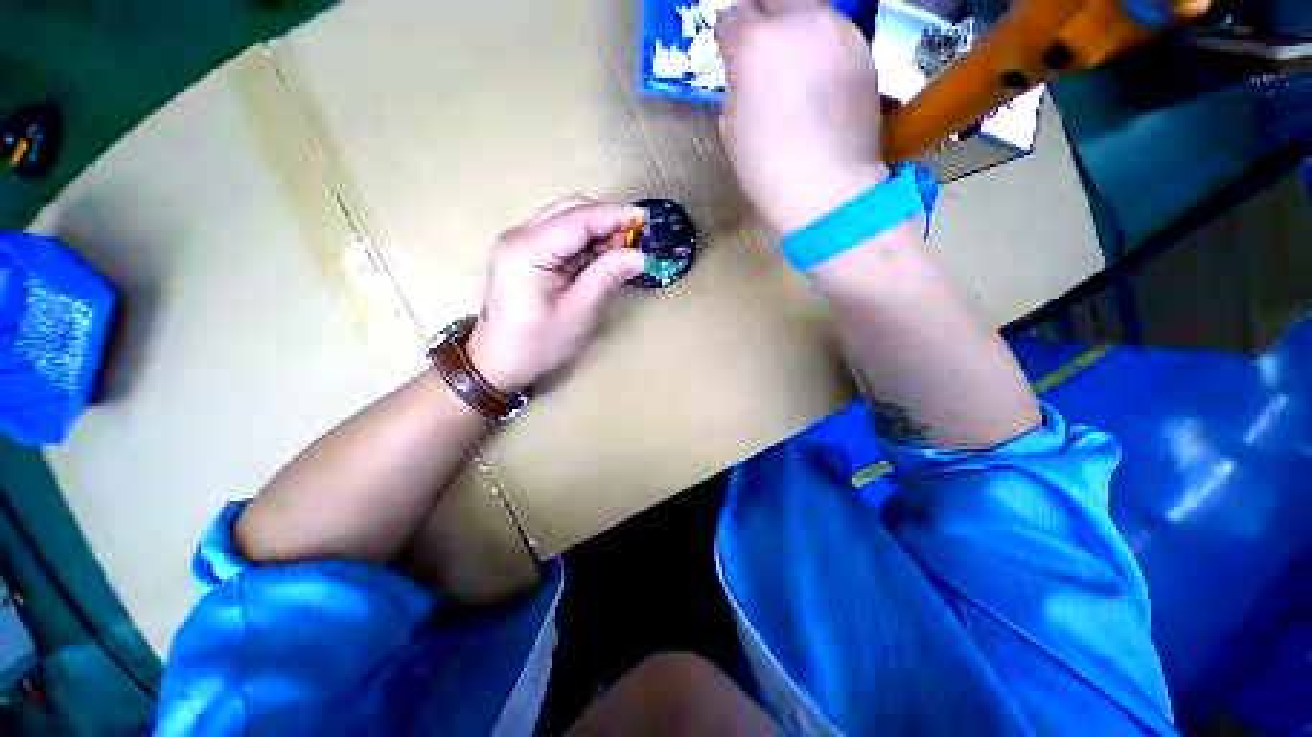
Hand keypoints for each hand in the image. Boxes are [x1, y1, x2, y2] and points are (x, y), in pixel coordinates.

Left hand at [465, 197, 647, 392]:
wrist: (499, 362)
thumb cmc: (538, 344)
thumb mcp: (579, 312)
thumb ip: (608, 277)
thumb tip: (640, 256)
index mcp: (527, 249)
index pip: (578, 219)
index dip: (614, 216)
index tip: (646, 221)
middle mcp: (519, 236)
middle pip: (571, 211)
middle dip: (607, 222)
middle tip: (636, 242)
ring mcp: (521, 243)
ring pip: (568, 221)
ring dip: (599, 233)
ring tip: (624, 254)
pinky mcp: (526, 254)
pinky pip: (562, 238)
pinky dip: (587, 245)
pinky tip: (604, 259)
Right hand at [716, 0, 887, 234]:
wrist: (829, 189)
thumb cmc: (768, 170)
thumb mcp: (731, 130)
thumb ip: (736, 85)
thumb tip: (745, 72)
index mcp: (755, 44)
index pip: (732, 15)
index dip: (728, 38)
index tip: (731, 57)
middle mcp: (798, 20)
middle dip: (762, 22)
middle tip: (762, 56)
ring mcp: (837, 30)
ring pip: (808, 10)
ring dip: (795, 31)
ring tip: (795, 69)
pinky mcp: (864, 48)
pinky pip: (834, 33)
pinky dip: (821, 47)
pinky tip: (820, 81)